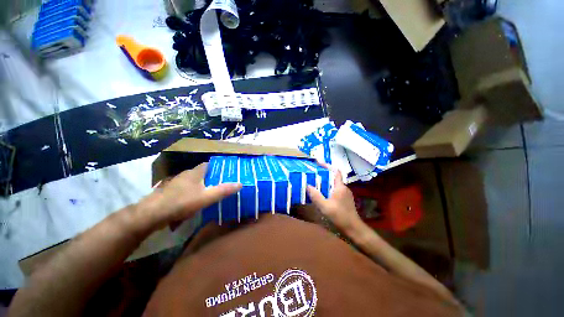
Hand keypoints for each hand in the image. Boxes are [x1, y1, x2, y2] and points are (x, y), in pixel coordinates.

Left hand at [144, 163, 241, 226]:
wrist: (152, 214)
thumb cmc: (182, 202)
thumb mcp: (206, 197)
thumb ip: (223, 190)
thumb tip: (240, 184)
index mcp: (195, 172)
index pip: (209, 164)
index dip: (218, 166)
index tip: (227, 171)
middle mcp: (186, 174)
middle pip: (202, 172)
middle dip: (212, 176)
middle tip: (222, 182)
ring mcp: (177, 182)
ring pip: (194, 180)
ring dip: (202, 184)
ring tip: (212, 191)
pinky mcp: (171, 191)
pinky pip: (187, 188)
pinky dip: (194, 190)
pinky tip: (196, 200)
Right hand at [307, 167, 362, 234]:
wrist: (353, 229)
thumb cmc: (340, 216)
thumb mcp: (325, 206)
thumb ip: (316, 196)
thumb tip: (307, 185)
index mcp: (340, 187)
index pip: (335, 171)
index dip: (327, 166)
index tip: (318, 163)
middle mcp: (343, 188)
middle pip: (333, 177)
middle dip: (323, 174)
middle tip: (312, 174)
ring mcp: (345, 194)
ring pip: (333, 184)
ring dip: (324, 182)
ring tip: (314, 183)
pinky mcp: (344, 199)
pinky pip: (334, 190)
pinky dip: (327, 189)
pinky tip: (321, 194)